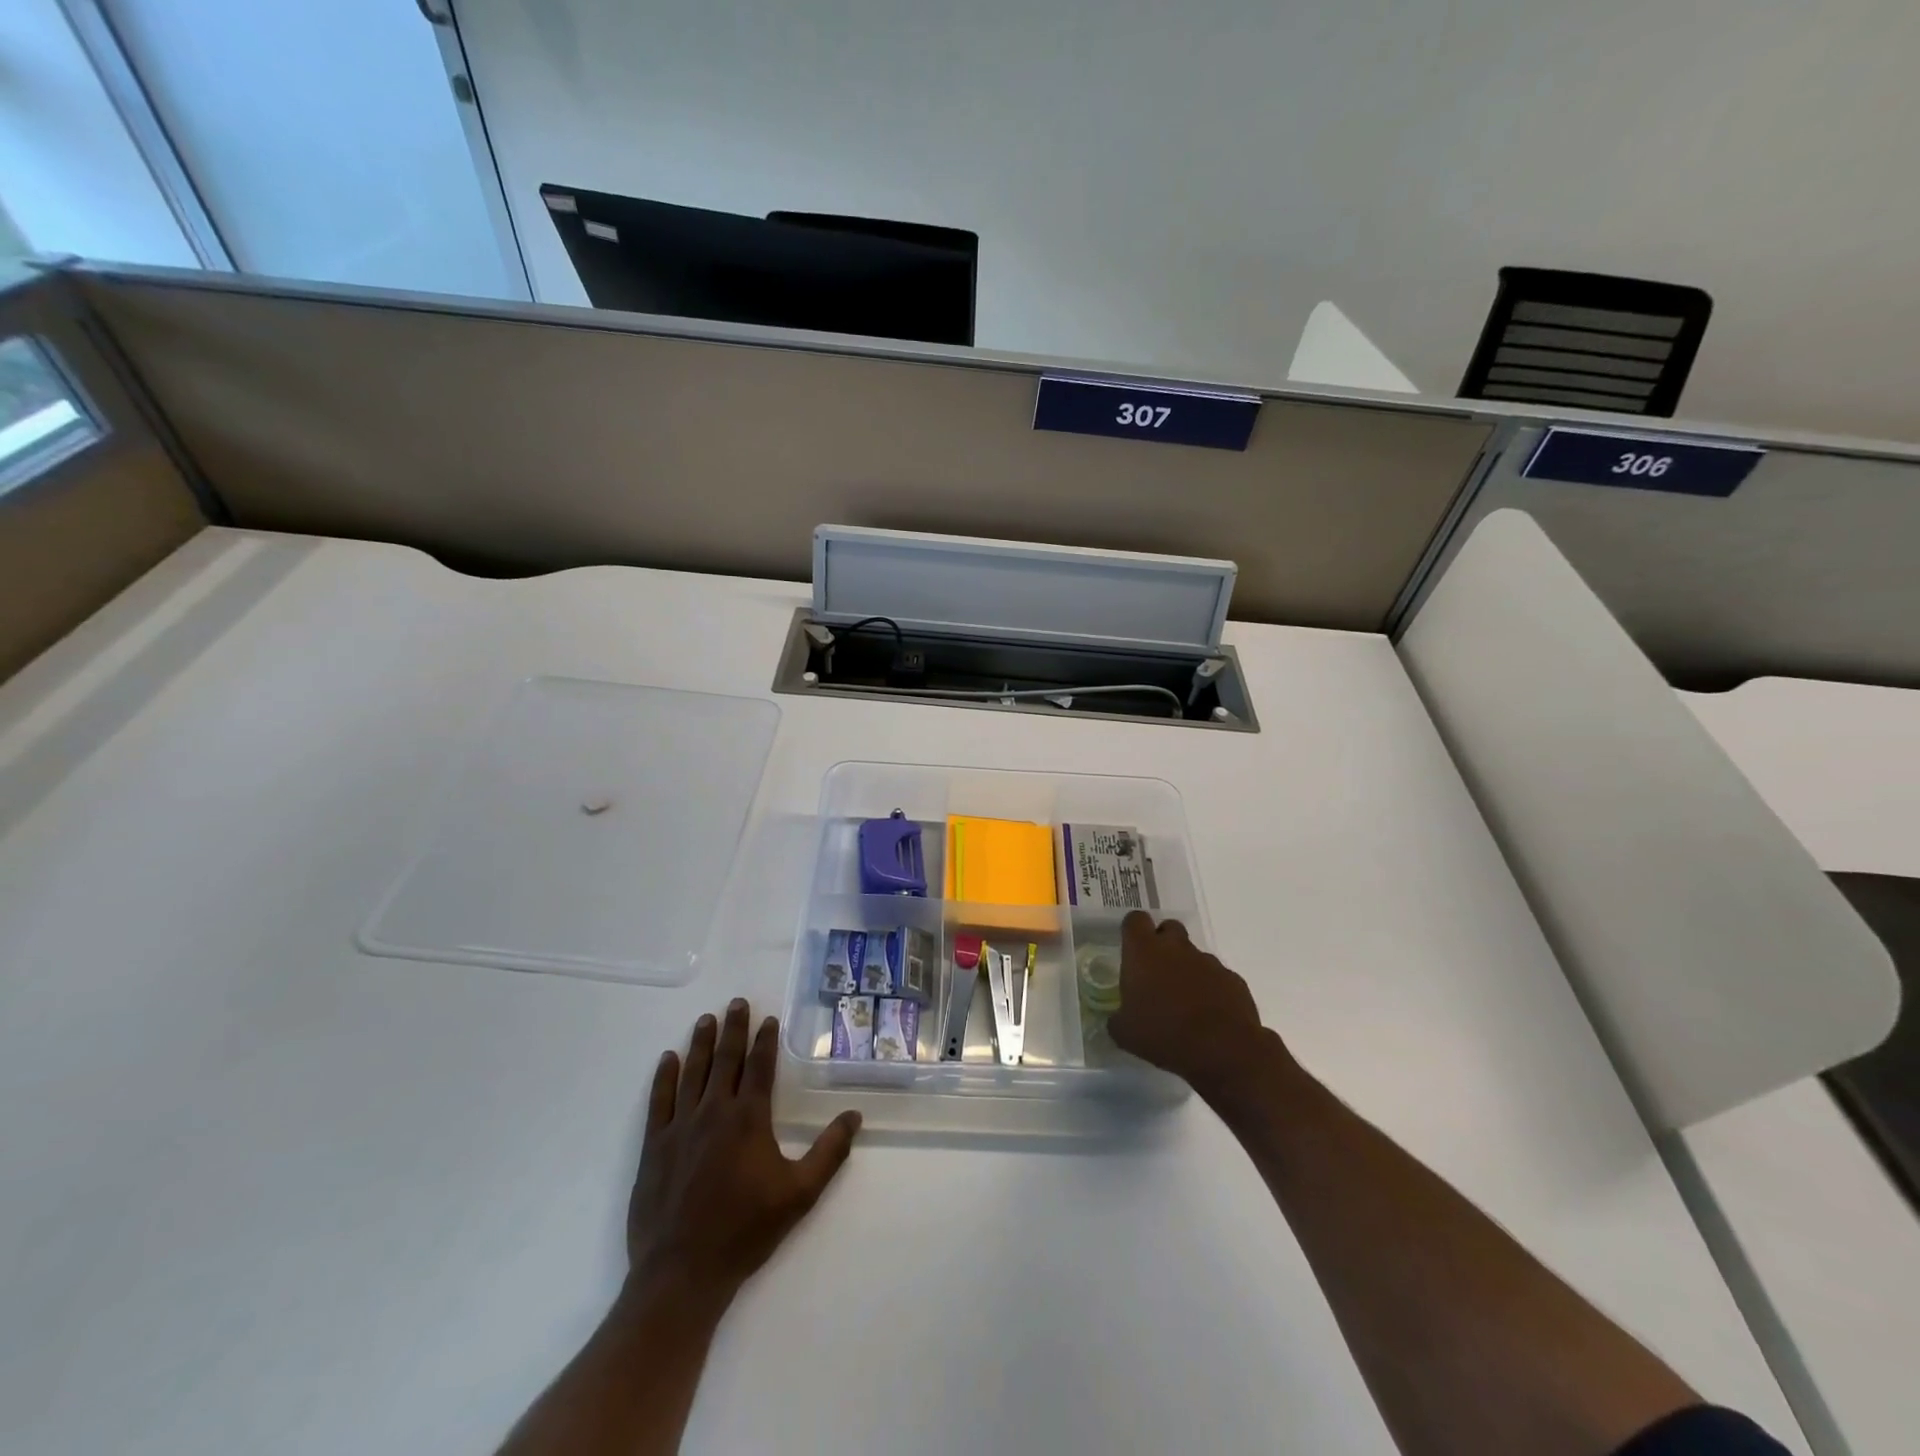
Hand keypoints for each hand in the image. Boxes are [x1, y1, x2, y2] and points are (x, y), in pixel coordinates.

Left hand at [626, 1000, 860, 1307]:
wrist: (682, 1272)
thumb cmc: (745, 1230)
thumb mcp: (800, 1194)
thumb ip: (829, 1152)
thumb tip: (855, 1115)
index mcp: (749, 1118)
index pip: (760, 1067)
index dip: (765, 1040)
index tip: (768, 1018)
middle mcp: (714, 1111)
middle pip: (725, 1059)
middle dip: (732, 1028)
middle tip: (736, 1002)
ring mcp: (680, 1127)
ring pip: (692, 1072)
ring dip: (700, 1043)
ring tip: (705, 1019)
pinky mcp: (655, 1146)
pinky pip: (660, 1100)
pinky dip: (664, 1076)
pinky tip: (668, 1059)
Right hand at [1108, 911, 1270, 1096]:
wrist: (1223, 1049)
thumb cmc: (1164, 1034)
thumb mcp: (1125, 1033)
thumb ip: (1117, 1019)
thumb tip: (1117, 1019)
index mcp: (1144, 952)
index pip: (1135, 920)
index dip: (1133, 930)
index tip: (1131, 947)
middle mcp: (1176, 948)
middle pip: (1168, 928)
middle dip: (1163, 943)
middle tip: (1157, 972)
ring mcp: (1208, 961)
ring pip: (1193, 954)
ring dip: (1187, 970)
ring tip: (1184, 1002)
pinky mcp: (1232, 979)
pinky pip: (1217, 977)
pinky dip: (1210, 989)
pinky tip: (1208, 1015)